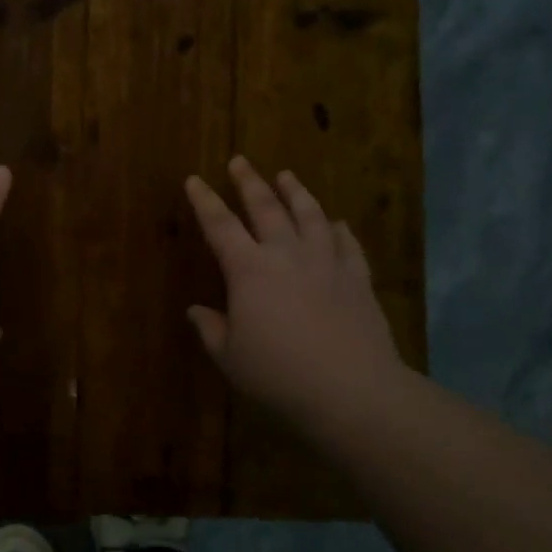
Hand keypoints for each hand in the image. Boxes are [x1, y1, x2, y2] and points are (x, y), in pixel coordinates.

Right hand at [185, 157, 405, 430]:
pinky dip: (338, 229)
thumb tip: (197, 311)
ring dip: (296, 192)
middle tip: (240, 161)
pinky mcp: (358, 279)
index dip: (204, 200)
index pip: (220, 225)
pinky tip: (336, 222)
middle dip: (249, 182)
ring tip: (287, 176)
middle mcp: (287, 255)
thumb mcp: (230, 357)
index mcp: (248, 270)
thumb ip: (212, 329)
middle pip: (266, 207)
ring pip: (310, 215)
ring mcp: (326, 263)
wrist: (352, 390)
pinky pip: (347, 244)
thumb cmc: (279, 374)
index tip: (194, 179)